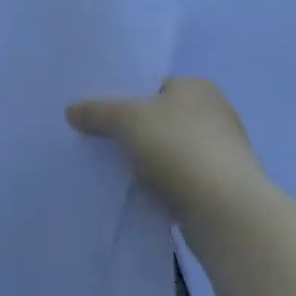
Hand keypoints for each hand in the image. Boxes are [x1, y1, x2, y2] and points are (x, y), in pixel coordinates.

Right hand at [67, 77, 264, 216]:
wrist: (224, 210)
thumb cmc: (177, 147)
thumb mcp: (126, 120)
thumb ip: (97, 112)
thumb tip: (71, 110)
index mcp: (198, 87)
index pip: (154, 86)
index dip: (127, 98)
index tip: (102, 116)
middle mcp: (216, 113)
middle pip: (162, 118)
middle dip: (136, 131)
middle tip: (103, 142)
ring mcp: (222, 152)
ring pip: (171, 151)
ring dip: (150, 160)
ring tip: (117, 171)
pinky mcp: (222, 187)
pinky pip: (181, 179)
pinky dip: (163, 184)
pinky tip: (142, 194)